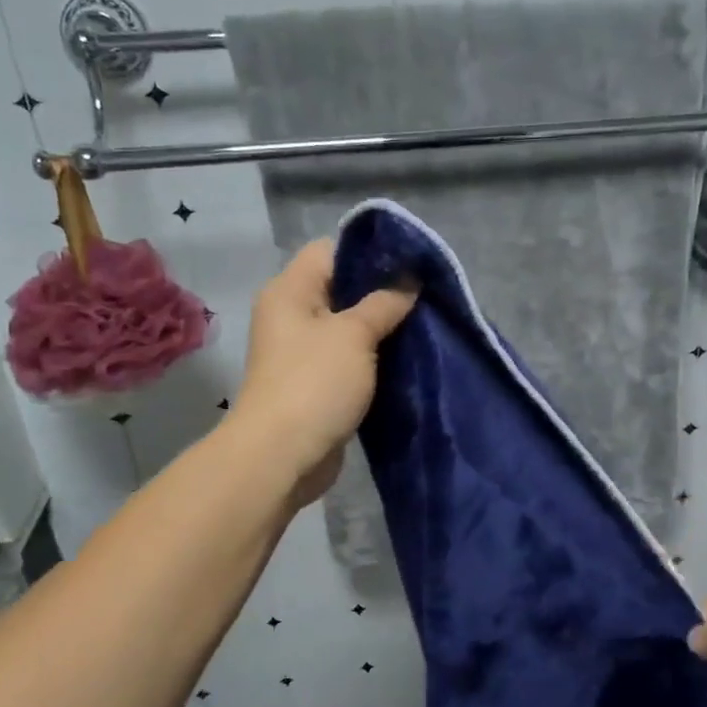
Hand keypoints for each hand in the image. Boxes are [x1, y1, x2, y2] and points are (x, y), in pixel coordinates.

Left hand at [232, 238, 416, 504]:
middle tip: (424, 295)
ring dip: (382, 328)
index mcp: (290, 291)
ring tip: (423, 324)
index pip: (331, 251)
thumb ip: (384, 303)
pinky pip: (350, 358)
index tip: (410, 263)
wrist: (282, 456)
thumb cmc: (315, 383)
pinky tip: (407, 357)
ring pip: (349, 327)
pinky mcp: (316, 383)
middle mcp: (292, 315)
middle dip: (383, 292)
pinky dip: (375, 358)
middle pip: (342, 289)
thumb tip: (409, 281)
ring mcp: (303, 352)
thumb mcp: (355, 334)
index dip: (369, 252)